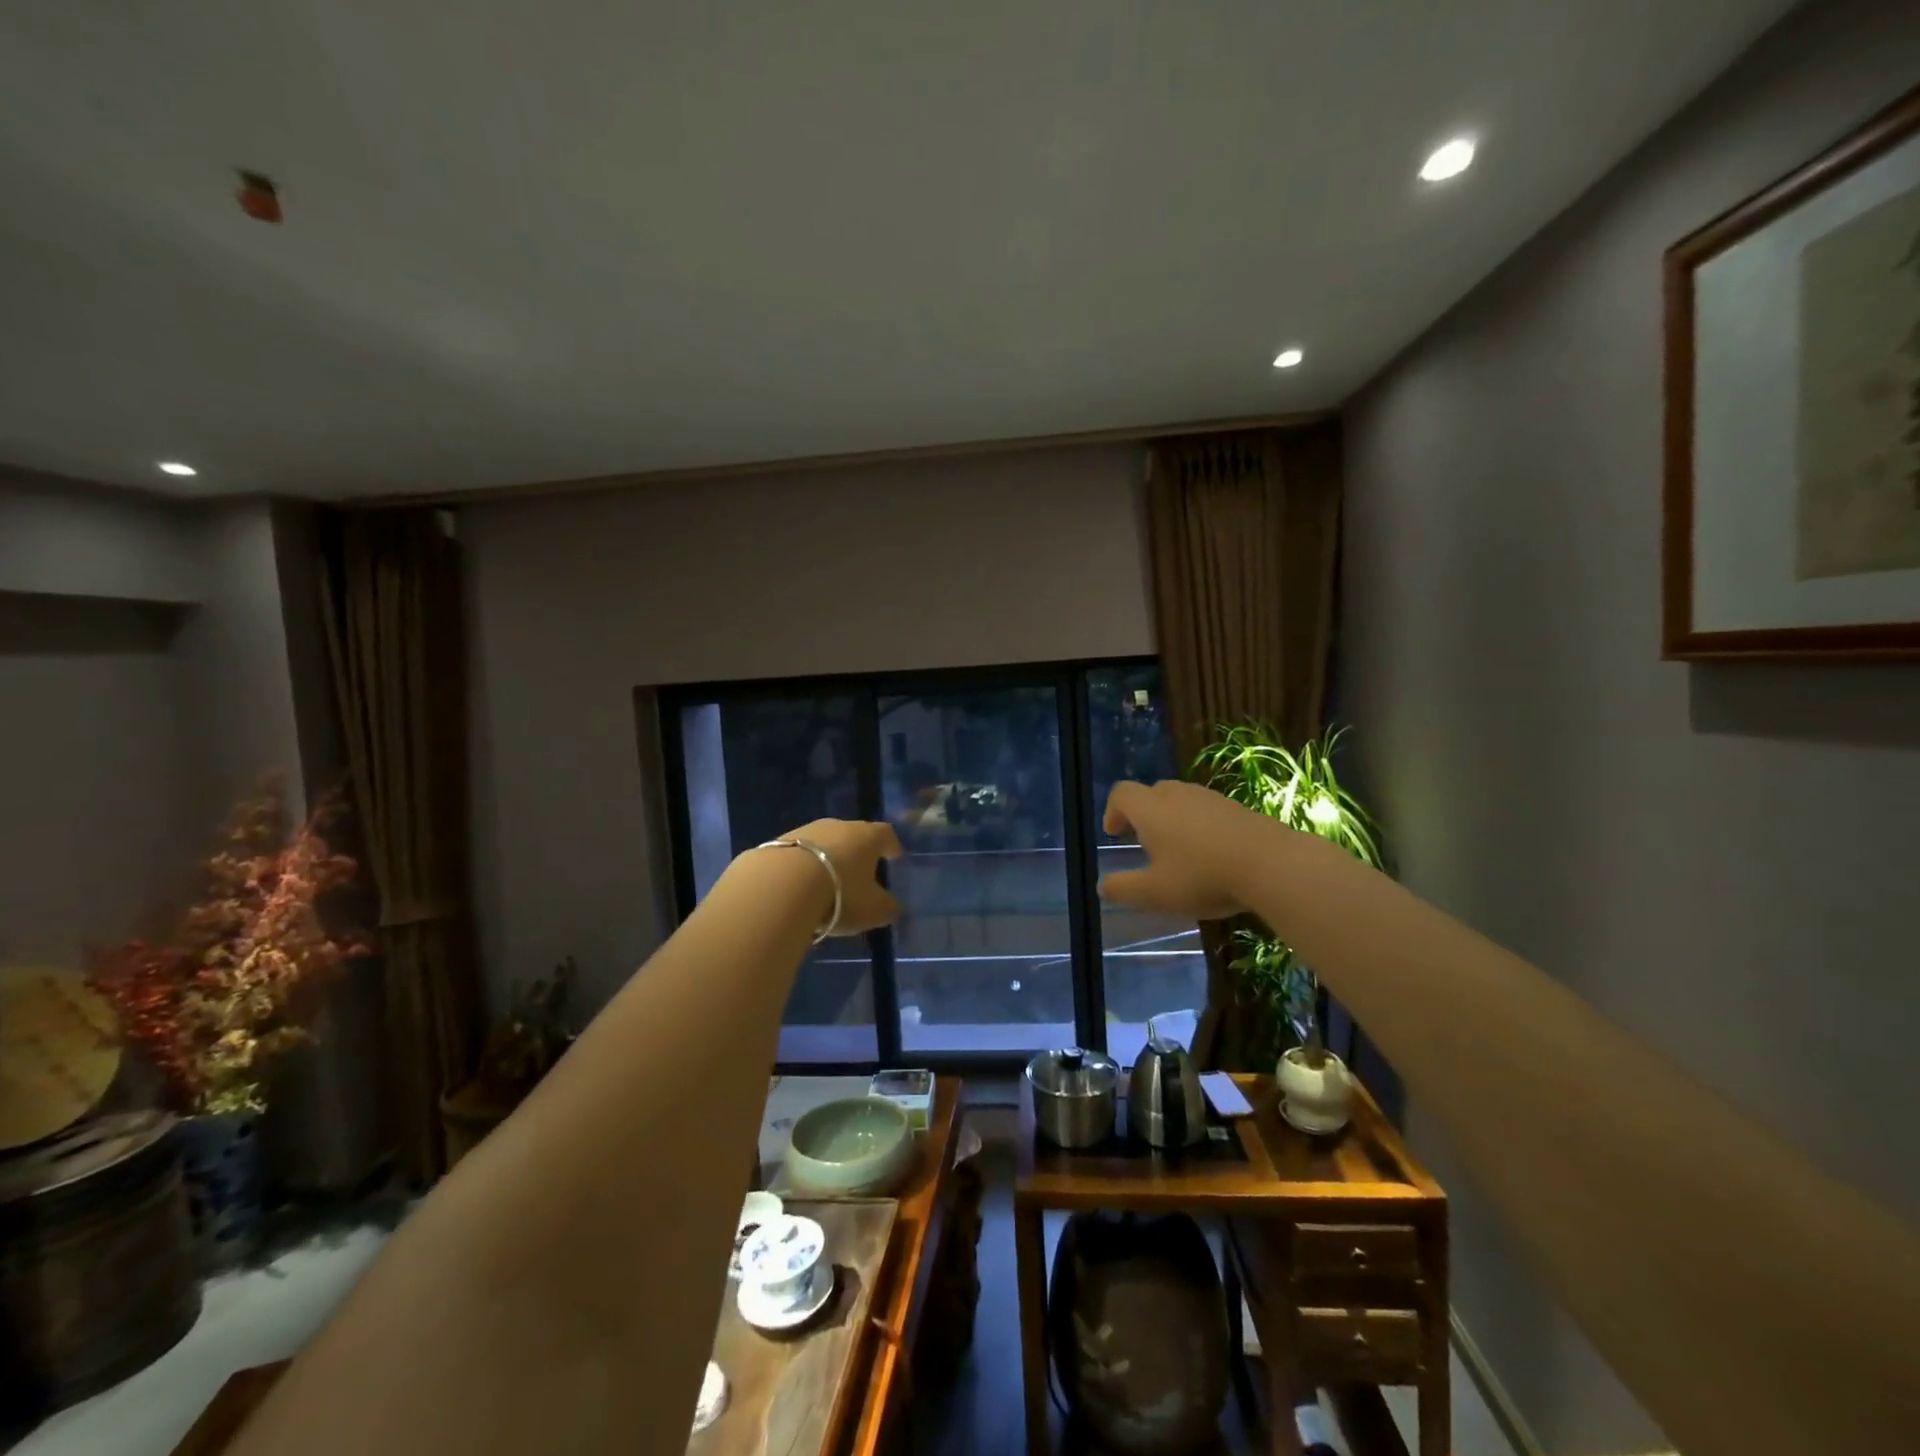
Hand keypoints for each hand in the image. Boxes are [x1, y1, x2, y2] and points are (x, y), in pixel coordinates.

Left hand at [780, 819, 904, 934]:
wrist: (780, 885)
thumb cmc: (840, 893)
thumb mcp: (873, 910)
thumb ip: (888, 908)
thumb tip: (893, 907)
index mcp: (868, 837)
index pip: (886, 835)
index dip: (891, 846)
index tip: (894, 856)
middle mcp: (839, 826)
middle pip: (853, 835)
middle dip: (857, 853)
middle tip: (859, 873)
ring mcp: (806, 830)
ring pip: (824, 843)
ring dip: (828, 859)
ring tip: (826, 883)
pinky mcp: (778, 842)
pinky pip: (799, 854)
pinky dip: (803, 867)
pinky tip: (799, 887)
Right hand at [1097, 780, 1266, 920]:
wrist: (1271, 864)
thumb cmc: (1201, 876)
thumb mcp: (1154, 893)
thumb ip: (1122, 888)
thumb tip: (1102, 886)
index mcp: (1151, 809)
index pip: (1121, 793)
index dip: (1113, 811)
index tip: (1115, 834)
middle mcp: (1177, 795)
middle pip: (1152, 793)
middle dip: (1143, 815)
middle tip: (1144, 844)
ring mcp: (1210, 798)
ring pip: (1181, 801)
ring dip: (1172, 821)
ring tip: (1178, 853)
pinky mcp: (1237, 808)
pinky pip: (1207, 812)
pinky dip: (1200, 827)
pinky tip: (1211, 856)